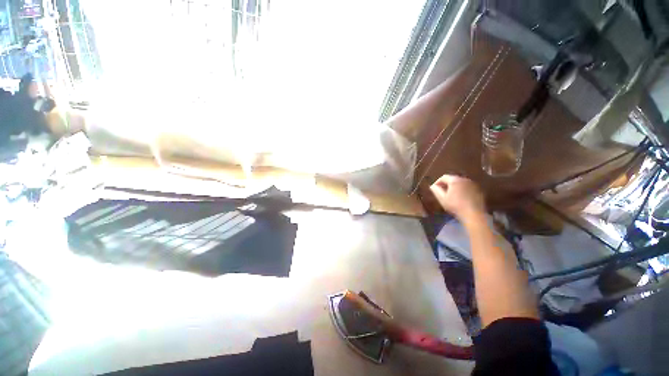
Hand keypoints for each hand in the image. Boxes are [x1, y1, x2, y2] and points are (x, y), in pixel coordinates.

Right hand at [430, 175, 484, 219]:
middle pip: (452, 179)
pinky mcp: (478, 190)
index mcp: (455, 180)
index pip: (443, 177)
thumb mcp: (442, 199)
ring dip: (454, 187)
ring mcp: (473, 184)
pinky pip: (467, 187)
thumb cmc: (455, 206)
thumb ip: (436, 190)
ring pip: (460, 183)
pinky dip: (462, 190)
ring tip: (451, 195)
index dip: (437, 182)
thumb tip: (432, 186)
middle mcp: (464, 179)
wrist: (474, 214)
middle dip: (446, 184)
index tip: (434, 189)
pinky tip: (460, 198)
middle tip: (442, 192)